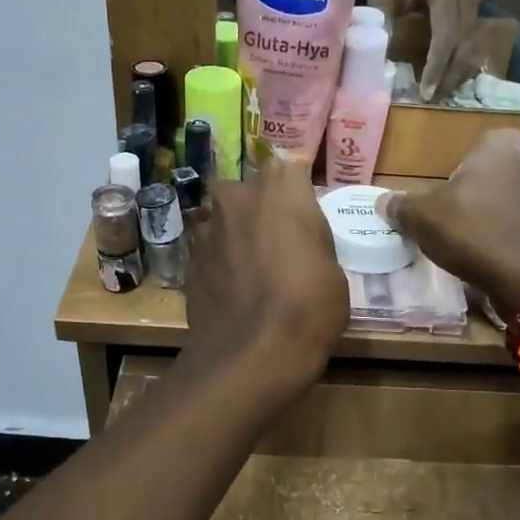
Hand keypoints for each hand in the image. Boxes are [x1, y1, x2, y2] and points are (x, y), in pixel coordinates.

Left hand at [185, 154, 346, 401]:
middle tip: (276, 239)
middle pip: (248, 190)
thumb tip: (300, 240)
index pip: (289, 167)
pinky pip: (207, 250)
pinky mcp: (186, 258)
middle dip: (258, 207)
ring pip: (222, 219)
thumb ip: (312, 239)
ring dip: (234, 234)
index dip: (296, 190)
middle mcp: (238, 195)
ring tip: (250, 266)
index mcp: (281, 188)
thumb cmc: (309, 305)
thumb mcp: (333, 269)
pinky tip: (231, 288)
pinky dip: (218, 262)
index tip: (303, 211)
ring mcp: (206, 227)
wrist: (252, 352)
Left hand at [369, 0, 483, 101]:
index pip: (445, 34)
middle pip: (463, 48)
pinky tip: (447, 83)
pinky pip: (474, 49)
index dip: (436, 65)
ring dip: (456, 77)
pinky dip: (461, 69)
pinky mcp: (479, 19)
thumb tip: (367, 49)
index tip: (425, 91)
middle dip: (447, 78)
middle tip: (430, 101)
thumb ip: (380, 14)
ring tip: (437, 97)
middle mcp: (468, 1)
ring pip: (472, 52)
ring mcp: (478, 10)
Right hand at [377, 129, 519, 313]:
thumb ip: (402, 206)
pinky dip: (517, 238)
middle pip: (494, 176)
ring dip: (499, 218)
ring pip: (515, 201)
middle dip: (479, 196)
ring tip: (479, 246)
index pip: (471, 151)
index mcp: (501, 144)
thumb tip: (383, 203)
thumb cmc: (475, 232)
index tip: (444, 204)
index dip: (454, 178)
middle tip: (459, 225)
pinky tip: (502, 259)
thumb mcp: (423, 219)